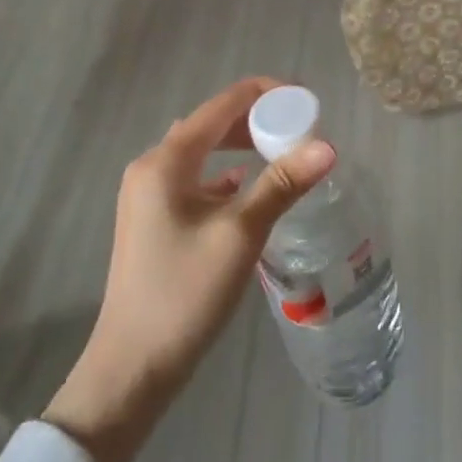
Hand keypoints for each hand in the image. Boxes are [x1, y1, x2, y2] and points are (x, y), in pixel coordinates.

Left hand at [44, 77, 334, 461]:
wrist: (132, 367)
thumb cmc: (184, 293)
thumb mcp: (240, 234)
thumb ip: (282, 184)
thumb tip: (328, 146)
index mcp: (166, 162)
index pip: (222, 105)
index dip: (265, 94)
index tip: (307, 100)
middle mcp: (152, 169)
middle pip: (211, 125)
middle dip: (257, 120)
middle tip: (301, 127)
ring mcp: (150, 196)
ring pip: (204, 154)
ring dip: (243, 147)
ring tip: (283, 152)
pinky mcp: (156, 221)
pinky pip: (197, 181)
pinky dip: (227, 176)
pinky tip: (250, 189)